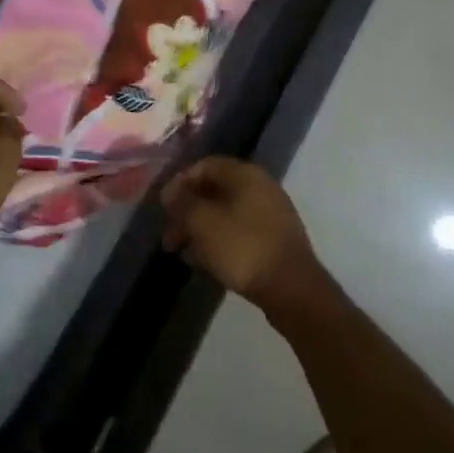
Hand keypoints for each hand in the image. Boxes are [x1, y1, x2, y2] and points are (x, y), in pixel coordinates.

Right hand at [160, 156, 328, 316]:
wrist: (290, 287)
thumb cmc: (242, 247)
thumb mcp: (203, 223)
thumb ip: (183, 203)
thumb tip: (170, 190)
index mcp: (245, 174)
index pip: (205, 165)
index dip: (180, 182)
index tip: (163, 207)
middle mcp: (260, 187)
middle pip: (215, 190)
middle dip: (188, 211)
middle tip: (169, 237)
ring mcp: (270, 213)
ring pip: (225, 213)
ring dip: (200, 229)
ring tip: (181, 252)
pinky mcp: (273, 239)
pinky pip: (239, 232)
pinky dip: (218, 241)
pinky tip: (203, 262)